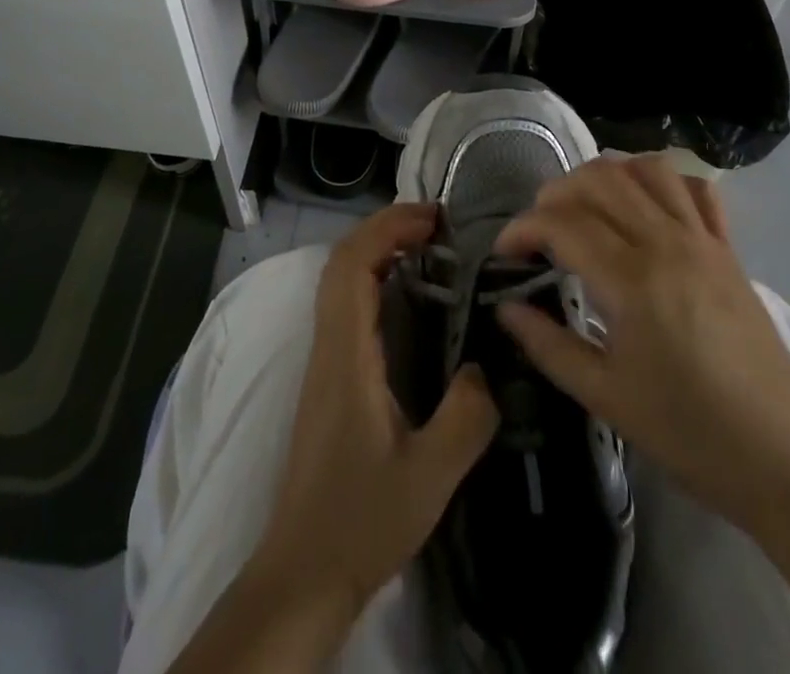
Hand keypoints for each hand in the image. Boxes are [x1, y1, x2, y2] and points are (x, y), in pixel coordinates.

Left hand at [255, 202, 499, 625]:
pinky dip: (373, 279)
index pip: (353, 264)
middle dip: (385, 228)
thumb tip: (486, 366)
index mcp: (346, 354)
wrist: (303, 570)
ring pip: (339, 280)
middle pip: (342, 260)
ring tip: (427, 249)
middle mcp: (327, 344)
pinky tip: (407, 299)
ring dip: (377, 250)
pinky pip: (344, 304)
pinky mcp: (327, 376)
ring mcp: (322, 359)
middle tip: (436, 226)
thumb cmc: (361, 520)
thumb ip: (466, 416)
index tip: (434, 219)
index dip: (388, 228)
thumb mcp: (430, 475)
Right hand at [494, 157, 789, 534]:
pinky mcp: (728, 249)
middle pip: (599, 180)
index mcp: (632, 280)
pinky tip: (644, 206)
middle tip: (539, 231)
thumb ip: (548, 346)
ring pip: (646, 170)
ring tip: (585, 208)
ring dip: (605, 176)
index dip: (523, 229)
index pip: (562, 224)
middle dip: (555, 193)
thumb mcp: (606, 398)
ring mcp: (703, 240)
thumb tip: (504, 308)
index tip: (504, 253)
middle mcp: (666, 243)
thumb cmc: (689, 433)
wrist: (785, 459)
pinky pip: (695, 189)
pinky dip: (662, 181)